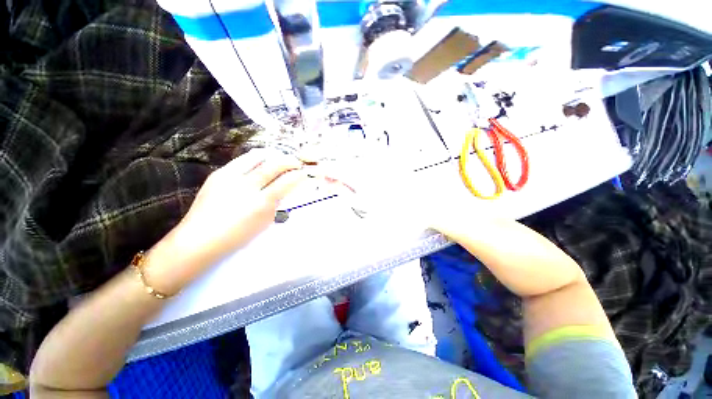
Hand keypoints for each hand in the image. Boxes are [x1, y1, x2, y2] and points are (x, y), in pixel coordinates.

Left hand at [146, 149, 306, 293]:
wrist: (199, 239)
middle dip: (289, 161)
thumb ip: (275, 203)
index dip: (298, 175)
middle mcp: (246, 186)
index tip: (304, 173)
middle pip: (273, 165)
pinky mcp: (218, 174)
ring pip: (257, 157)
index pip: (285, 182)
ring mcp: (230, 177)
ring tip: (280, 157)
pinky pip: (242, 161)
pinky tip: (261, 162)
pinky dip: (256, 159)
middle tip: (296, 162)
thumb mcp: (264, 222)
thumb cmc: (237, 236)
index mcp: (260, 202)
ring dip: (273, 156)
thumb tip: (282, 189)